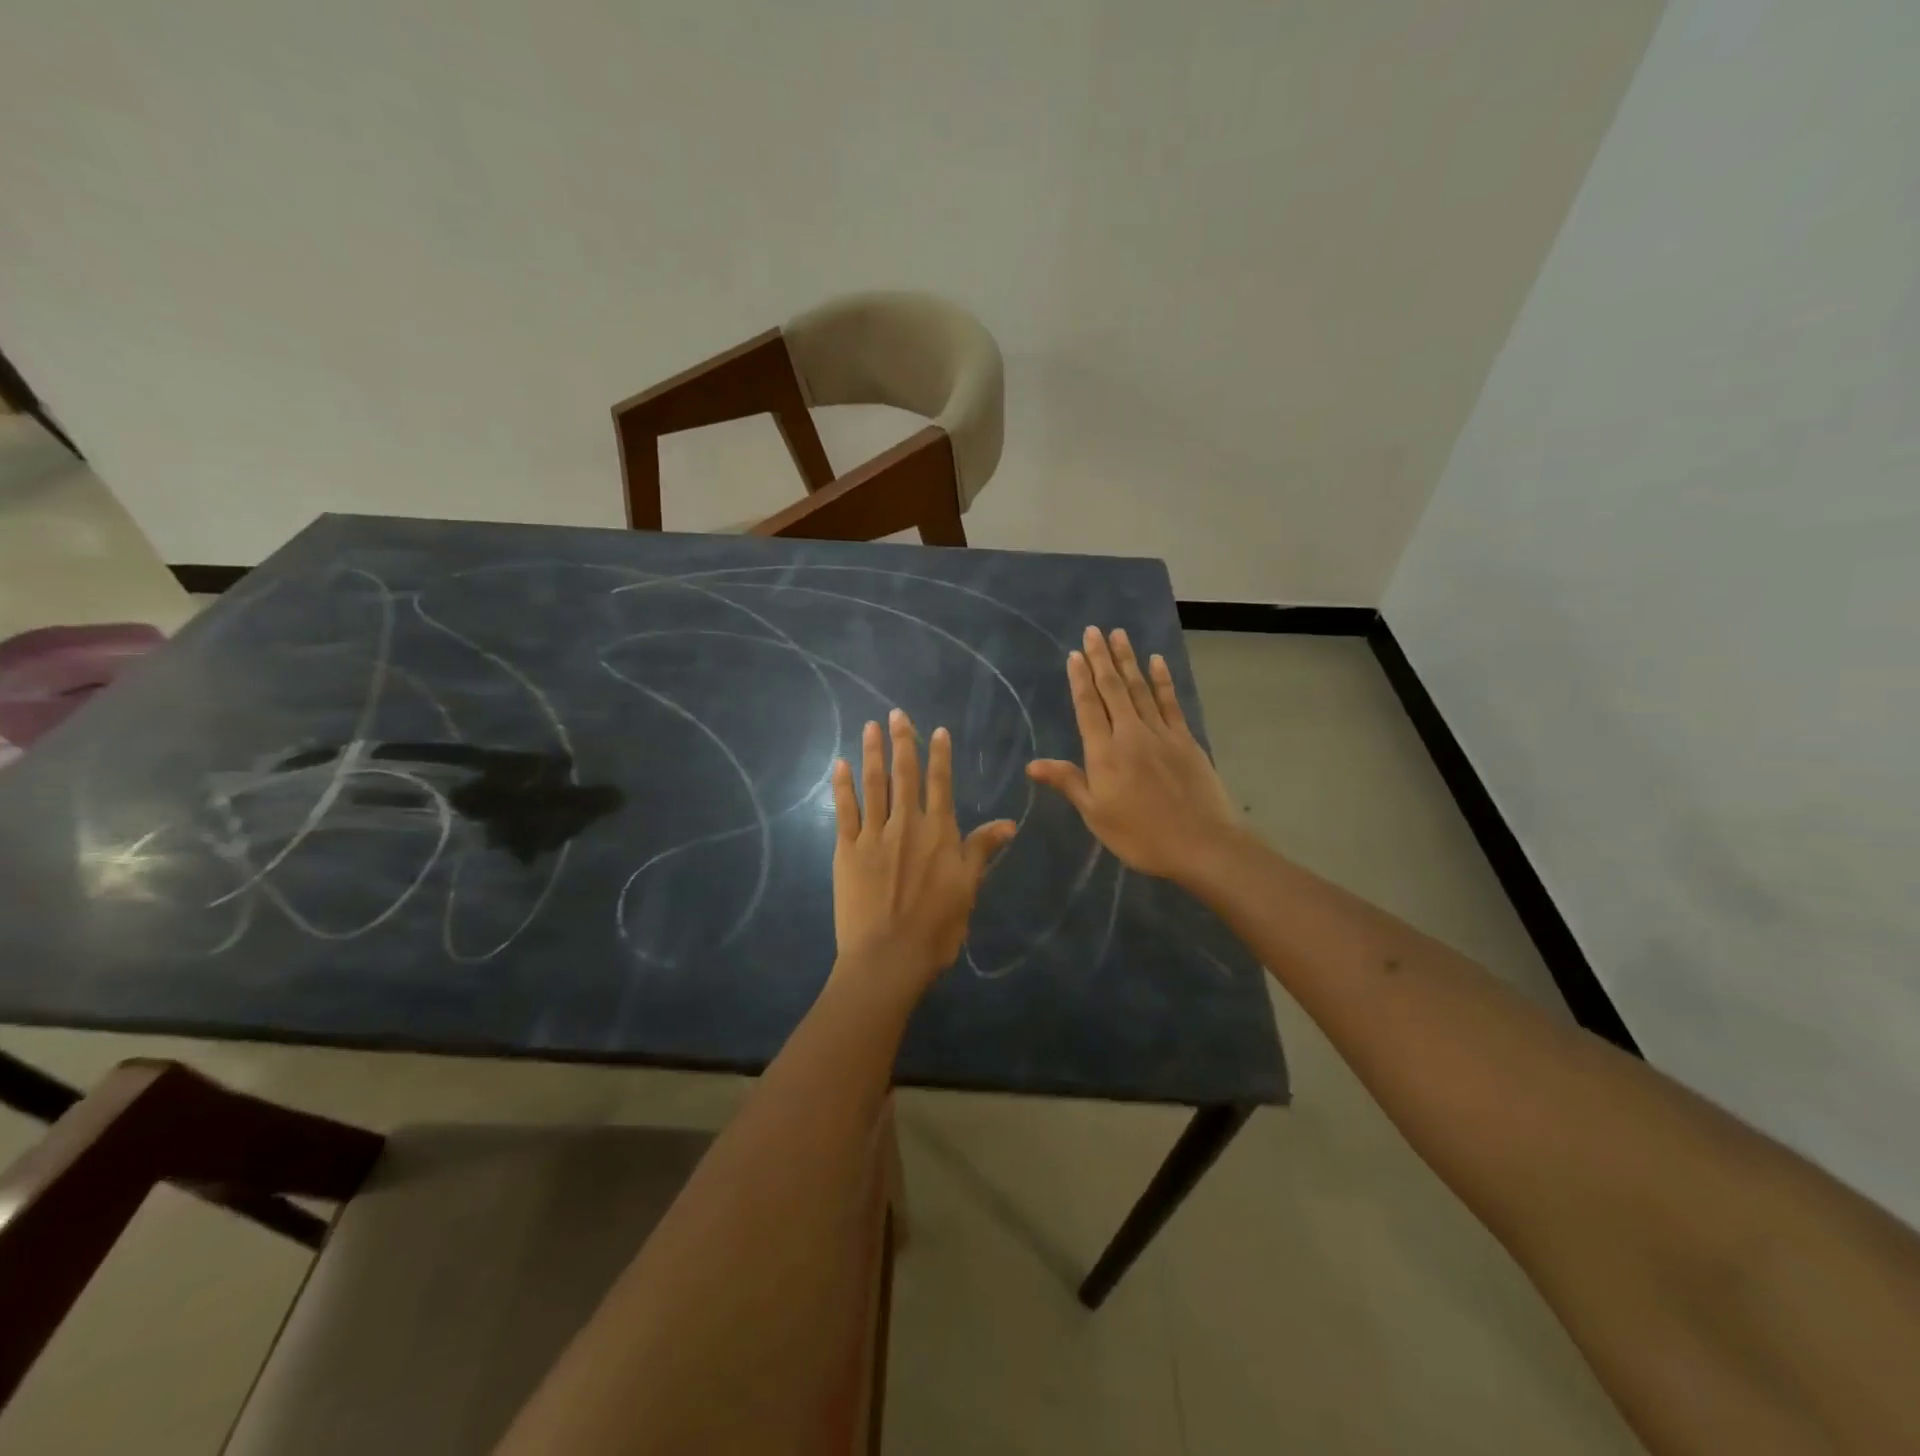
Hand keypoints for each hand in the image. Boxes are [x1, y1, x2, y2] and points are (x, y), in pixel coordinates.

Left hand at [831, 709, 1016, 993]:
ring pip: (874, 785)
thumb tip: (1009, 822)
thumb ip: (982, 850)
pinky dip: (842, 786)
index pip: (940, 784)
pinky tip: (840, 765)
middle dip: (902, 742)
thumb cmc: (936, 927)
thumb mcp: (968, 889)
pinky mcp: (847, 850)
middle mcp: (906, 825)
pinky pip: (844, 810)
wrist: (888, 957)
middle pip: (904, 775)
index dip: (939, 756)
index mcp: (938, 833)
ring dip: (872, 754)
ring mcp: (873, 835)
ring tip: (869, 727)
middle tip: (896, 714)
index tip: (937, 730)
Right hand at [1028, 626, 1241, 882]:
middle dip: (1101, 658)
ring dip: (1128, 660)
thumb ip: (1068, 782)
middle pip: (1113, 689)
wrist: (1201, 843)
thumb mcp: (1096, 814)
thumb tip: (1033, 764)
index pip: (1088, 707)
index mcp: (1105, 753)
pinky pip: (1170, 702)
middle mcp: (1131, 734)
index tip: (1074, 654)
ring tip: (1119, 635)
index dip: (1080, 680)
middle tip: (1093, 630)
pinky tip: (1156, 661)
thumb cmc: (1140, 835)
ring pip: (1140, 688)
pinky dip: (1162, 680)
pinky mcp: (1185, 739)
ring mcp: (1161, 733)